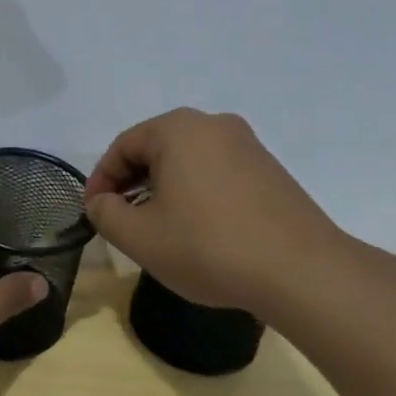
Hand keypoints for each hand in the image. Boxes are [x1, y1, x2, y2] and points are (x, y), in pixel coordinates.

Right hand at [83, 108, 350, 312]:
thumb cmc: (208, 246)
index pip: (122, 147)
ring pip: (187, 161)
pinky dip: (196, 194)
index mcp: (177, 129)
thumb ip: (104, 213)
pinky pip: (216, 173)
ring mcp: (247, 145)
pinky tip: (198, 230)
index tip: (94, 213)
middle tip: (122, 220)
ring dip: (163, 189)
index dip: (100, 180)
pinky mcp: (270, 170)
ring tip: (158, 228)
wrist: (301, 271)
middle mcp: (213, 124)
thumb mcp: (138, 236)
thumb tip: (101, 202)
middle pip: (155, 149)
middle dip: (131, 183)